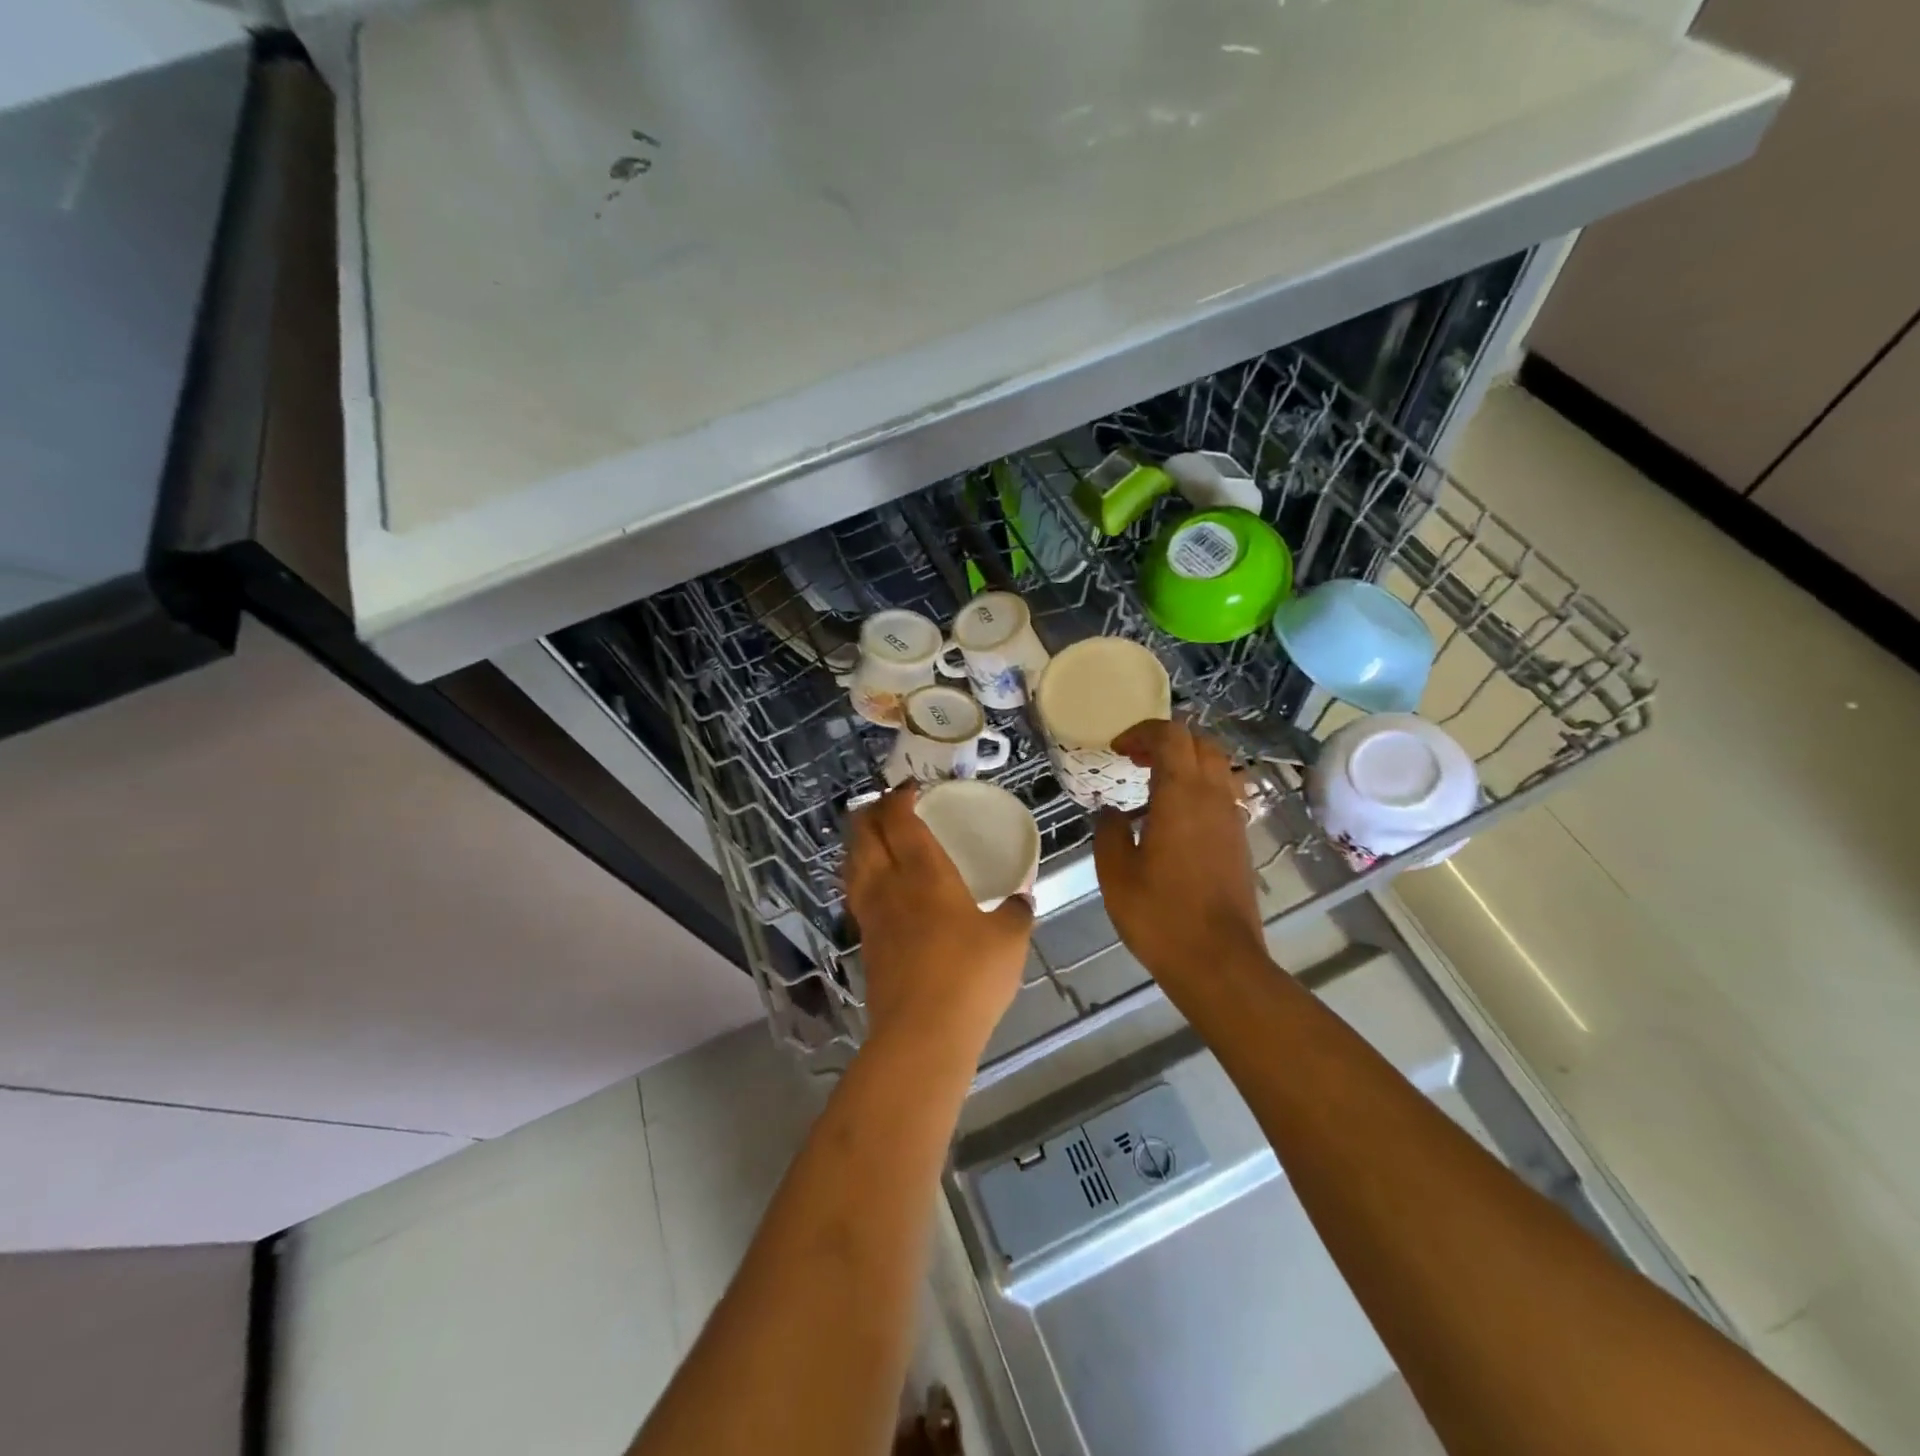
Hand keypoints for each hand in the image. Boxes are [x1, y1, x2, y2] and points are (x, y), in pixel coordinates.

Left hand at [845, 785, 1033, 1052]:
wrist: (921, 1033)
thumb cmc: (970, 976)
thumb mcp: (1009, 939)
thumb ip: (1016, 912)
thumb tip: (1022, 898)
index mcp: (924, 872)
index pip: (900, 821)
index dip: (899, 798)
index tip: (909, 788)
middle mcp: (889, 885)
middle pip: (864, 835)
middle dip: (871, 812)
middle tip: (887, 806)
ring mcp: (871, 914)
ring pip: (852, 863)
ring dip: (859, 842)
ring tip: (874, 837)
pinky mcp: (864, 943)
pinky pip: (855, 893)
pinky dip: (860, 875)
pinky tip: (876, 886)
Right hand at [1092, 719, 1265, 985]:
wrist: (1219, 962)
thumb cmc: (1160, 916)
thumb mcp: (1115, 873)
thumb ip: (1109, 832)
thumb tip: (1111, 813)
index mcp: (1181, 795)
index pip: (1171, 736)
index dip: (1142, 732)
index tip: (1117, 750)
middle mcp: (1214, 797)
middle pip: (1201, 742)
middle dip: (1167, 741)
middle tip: (1135, 760)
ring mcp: (1232, 820)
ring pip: (1217, 767)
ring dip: (1186, 763)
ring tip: (1153, 786)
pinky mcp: (1240, 842)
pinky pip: (1222, 795)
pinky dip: (1198, 789)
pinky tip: (1172, 820)